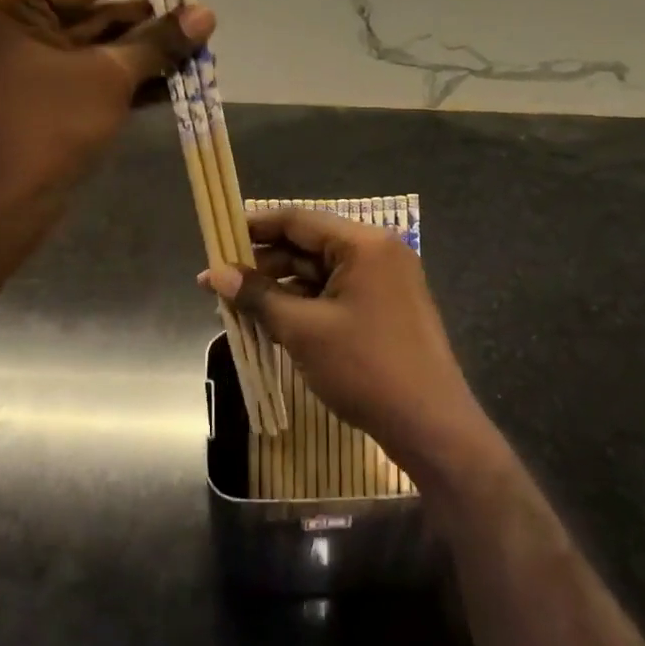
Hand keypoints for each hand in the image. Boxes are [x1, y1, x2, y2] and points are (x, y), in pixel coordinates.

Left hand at [0, 0, 212, 258]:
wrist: (2, 206)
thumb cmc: (47, 128)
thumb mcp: (109, 77)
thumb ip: (158, 42)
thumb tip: (206, 14)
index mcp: (10, 5)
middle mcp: (12, 25)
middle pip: (96, 12)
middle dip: (151, 18)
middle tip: (200, 12)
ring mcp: (24, 64)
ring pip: (98, 47)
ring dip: (147, 50)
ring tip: (198, 44)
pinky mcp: (40, 97)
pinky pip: (91, 75)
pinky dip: (129, 77)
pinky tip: (176, 78)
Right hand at [199, 206, 498, 486]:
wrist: (430, 425)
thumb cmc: (364, 368)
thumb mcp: (303, 330)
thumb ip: (258, 296)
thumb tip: (215, 274)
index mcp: (363, 244)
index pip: (297, 221)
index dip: (254, 227)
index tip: (217, 237)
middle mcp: (377, 252)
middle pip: (308, 245)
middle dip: (263, 264)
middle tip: (219, 282)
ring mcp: (385, 281)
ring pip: (320, 273)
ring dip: (280, 288)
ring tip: (237, 307)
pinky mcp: (385, 307)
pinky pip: (335, 294)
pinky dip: (304, 304)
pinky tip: (271, 321)